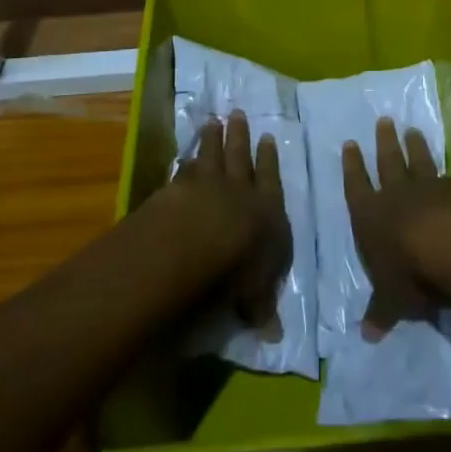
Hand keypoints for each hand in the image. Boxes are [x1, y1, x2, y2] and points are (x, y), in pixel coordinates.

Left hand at [178, 110, 292, 335]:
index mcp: (266, 211)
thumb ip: (261, 307)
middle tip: (238, 114)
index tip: (267, 137)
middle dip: (240, 137)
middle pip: (240, 158)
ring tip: (214, 121)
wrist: (193, 242)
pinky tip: (185, 154)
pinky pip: (184, 169)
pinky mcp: (176, 187)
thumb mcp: (254, 295)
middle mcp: (238, 191)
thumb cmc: (235, 269)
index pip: (270, 181)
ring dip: (213, 139)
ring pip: (212, 155)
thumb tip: (274, 337)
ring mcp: (205, 184)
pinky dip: (186, 160)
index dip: (269, 160)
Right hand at [343, 116, 450, 338]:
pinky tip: (450, 171)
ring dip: (415, 146)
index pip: (356, 186)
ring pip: (419, 161)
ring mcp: (430, 188)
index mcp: (371, 216)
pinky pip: (449, 178)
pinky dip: (446, 173)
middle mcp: (397, 195)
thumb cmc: (412, 275)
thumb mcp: (392, 301)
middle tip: (383, 121)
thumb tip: (366, 336)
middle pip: (388, 163)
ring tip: (412, 130)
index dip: (352, 167)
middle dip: (384, 144)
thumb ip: (381, 313)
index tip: (349, 144)